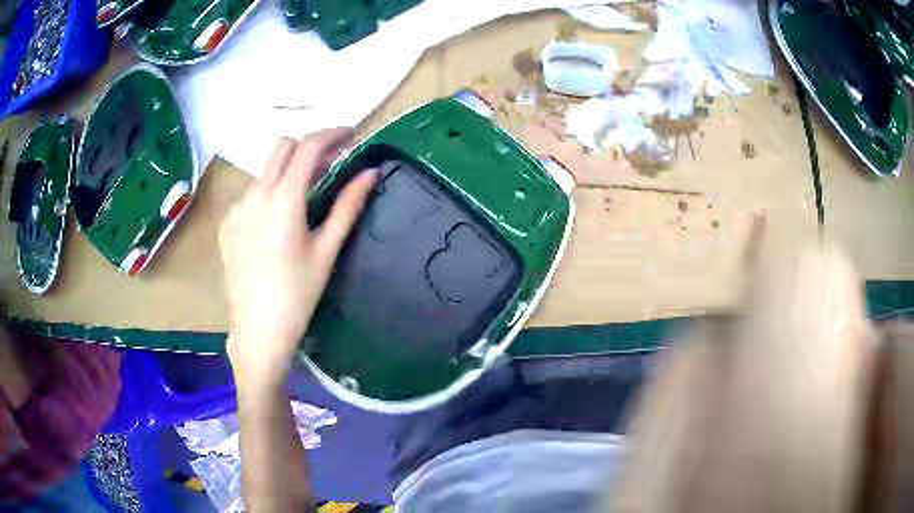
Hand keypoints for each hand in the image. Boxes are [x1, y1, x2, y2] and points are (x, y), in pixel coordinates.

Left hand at [220, 128, 376, 388]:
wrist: (258, 331)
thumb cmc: (298, 295)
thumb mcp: (326, 251)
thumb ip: (348, 206)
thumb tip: (371, 172)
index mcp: (283, 200)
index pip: (308, 147)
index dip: (332, 134)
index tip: (350, 135)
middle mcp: (255, 195)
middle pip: (281, 147)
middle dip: (307, 146)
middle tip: (328, 164)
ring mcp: (236, 209)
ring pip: (264, 170)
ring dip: (286, 170)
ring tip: (303, 195)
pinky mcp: (226, 224)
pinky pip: (249, 193)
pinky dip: (267, 192)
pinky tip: (275, 221)